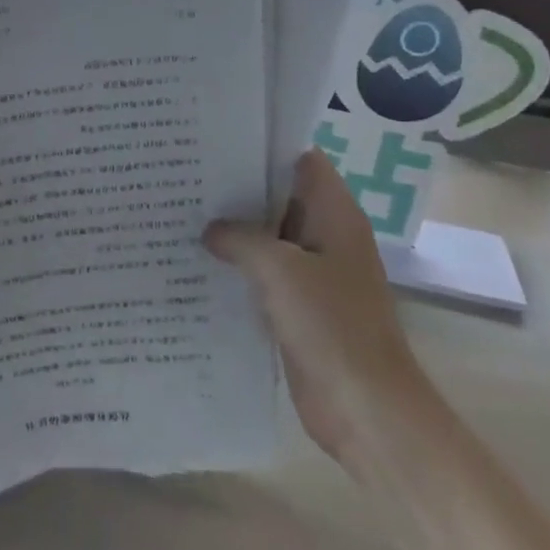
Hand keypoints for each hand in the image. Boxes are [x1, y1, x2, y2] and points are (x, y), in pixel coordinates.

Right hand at [206, 148, 431, 461]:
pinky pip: (265, 274)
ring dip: (235, 230)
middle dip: (238, 187)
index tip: (218, 139)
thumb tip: (211, 230)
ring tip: (183, 212)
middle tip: (187, 173)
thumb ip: (240, 238)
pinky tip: (198, 262)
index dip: (263, 145)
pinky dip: (238, 266)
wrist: (366, 409)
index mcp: (335, 215)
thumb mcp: (279, 269)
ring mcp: (314, 273)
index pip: (301, 159)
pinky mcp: (301, 307)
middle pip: (280, 196)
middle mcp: (327, 236)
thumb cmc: (331, 326)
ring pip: (269, 237)